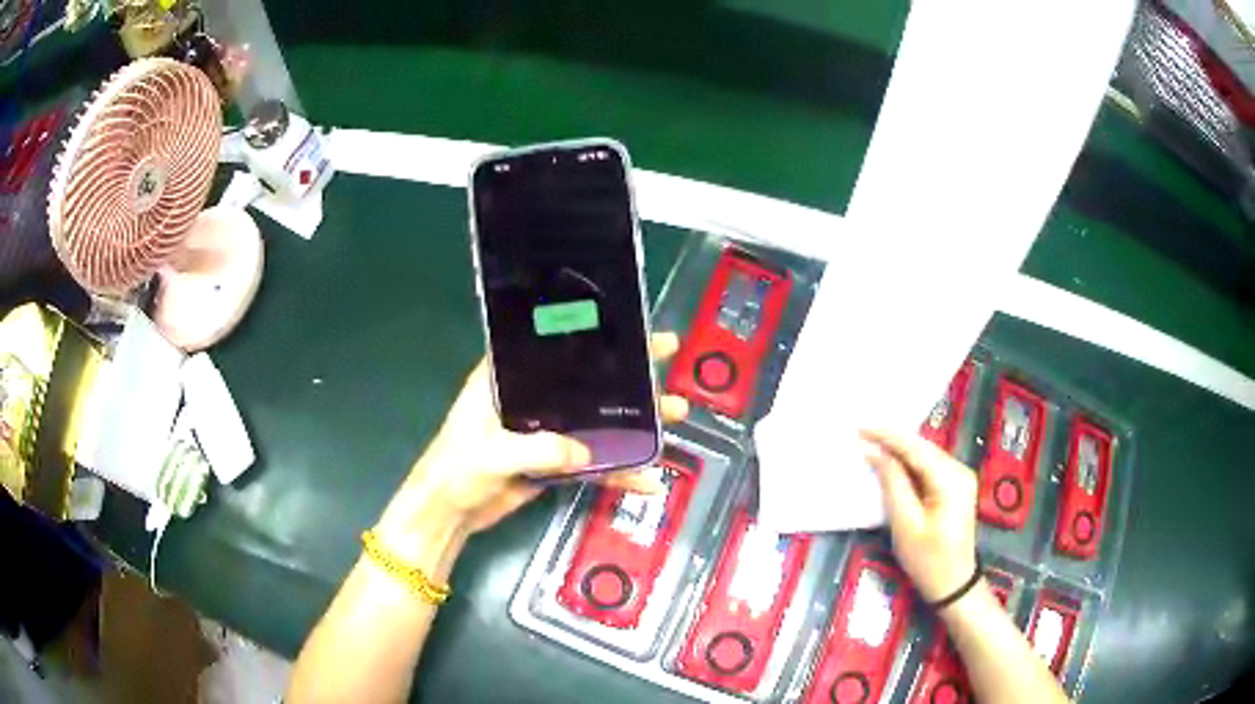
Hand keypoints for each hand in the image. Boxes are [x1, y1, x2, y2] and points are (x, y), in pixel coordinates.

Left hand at [376, 333, 689, 553]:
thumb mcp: (492, 453)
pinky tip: (648, 480)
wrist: (448, 512)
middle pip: (588, 381)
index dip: (595, 335)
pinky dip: (618, 472)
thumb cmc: (455, 469)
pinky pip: (593, 463)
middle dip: (629, 373)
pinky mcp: (554, 462)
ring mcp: (547, 431)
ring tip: (676, 418)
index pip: (557, 348)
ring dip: (635, 421)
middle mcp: (533, 399)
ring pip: (598, 421)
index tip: (633, 328)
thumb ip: (538, 449)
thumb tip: (586, 452)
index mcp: (509, 379)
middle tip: (671, 361)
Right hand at [861, 428, 978, 603]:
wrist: (953, 585)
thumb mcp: (906, 524)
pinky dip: (908, 463)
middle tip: (861, 433)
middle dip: (892, 439)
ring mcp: (960, 477)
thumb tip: (875, 453)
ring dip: (899, 450)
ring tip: (871, 442)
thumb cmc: (927, 560)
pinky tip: (891, 461)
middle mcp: (959, 470)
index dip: (887, 436)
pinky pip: (929, 467)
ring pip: (925, 455)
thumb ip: (893, 484)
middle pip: (922, 447)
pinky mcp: (955, 487)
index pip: (916, 448)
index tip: (860, 427)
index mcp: (951, 479)